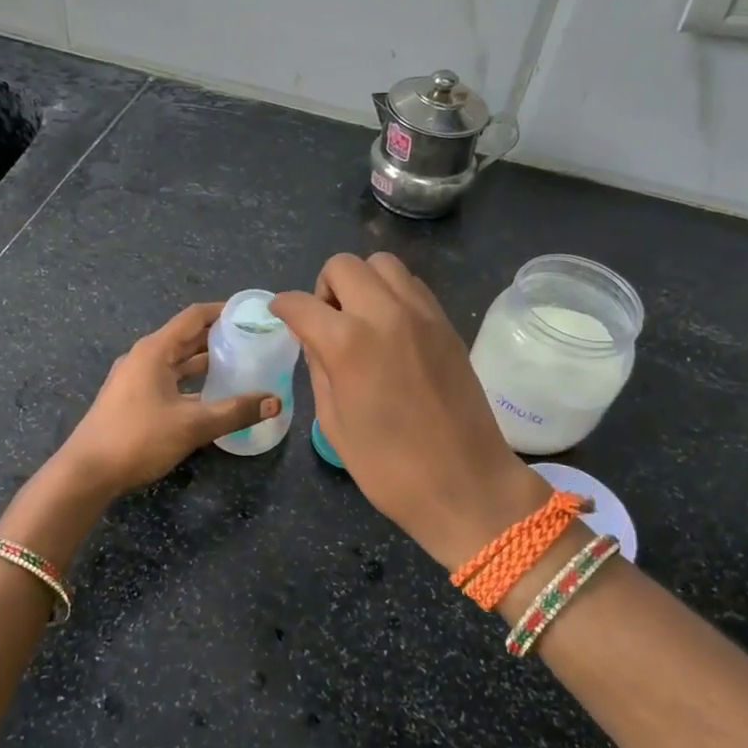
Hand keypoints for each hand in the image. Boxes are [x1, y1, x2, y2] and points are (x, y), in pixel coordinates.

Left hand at [53, 302, 279, 500]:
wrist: (86, 472)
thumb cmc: (138, 438)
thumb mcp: (192, 425)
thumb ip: (236, 411)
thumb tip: (275, 402)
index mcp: (155, 350)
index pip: (194, 316)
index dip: (223, 311)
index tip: (251, 314)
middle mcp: (144, 357)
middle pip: (186, 337)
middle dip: (218, 337)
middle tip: (253, 341)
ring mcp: (135, 378)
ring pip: (177, 361)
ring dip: (205, 362)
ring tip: (239, 365)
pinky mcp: (132, 399)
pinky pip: (168, 380)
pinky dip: (191, 382)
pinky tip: (212, 396)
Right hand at [272, 253, 548, 570]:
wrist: (466, 484)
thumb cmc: (389, 468)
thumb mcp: (334, 423)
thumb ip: (318, 369)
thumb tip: (312, 338)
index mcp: (348, 343)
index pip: (301, 303)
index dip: (283, 307)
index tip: (281, 315)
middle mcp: (385, 314)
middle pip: (343, 265)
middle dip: (323, 288)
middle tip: (326, 322)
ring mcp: (422, 314)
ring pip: (382, 263)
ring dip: (361, 282)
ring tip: (360, 320)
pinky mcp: (446, 323)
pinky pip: (411, 284)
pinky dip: (391, 292)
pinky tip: (390, 328)